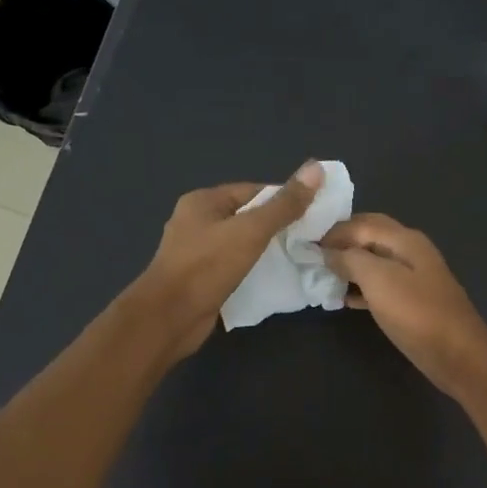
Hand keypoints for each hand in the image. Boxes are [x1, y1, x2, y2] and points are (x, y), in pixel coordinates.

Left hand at [129, 162, 322, 360]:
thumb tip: (316, 169)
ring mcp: (197, 252)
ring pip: (241, 244)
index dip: (284, 200)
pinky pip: (234, 267)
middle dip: (278, 226)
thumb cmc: (207, 267)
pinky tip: (275, 278)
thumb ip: (284, 205)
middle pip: (247, 217)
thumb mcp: (251, 231)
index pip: (254, 191)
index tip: (314, 214)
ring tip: (298, 257)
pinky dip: (253, 270)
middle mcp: (197, 222)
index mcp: (203, 202)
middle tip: (311, 238)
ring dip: (267, 251)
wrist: (169, 318)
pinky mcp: (201, 279)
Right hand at [322, 213, 486, 398]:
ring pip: (373, 262)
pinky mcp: (411, 302)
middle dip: (341, 243)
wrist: (457, 354)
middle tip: (311, 254)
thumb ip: (351, 259)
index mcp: (405, 239)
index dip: (332, 231)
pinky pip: (380, 286)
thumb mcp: (378, 280)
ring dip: (348, 266)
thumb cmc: (416, 313)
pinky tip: (341, 299)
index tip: (303, 242)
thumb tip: (328, 251)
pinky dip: (360, 288)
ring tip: (319, 275)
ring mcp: (413, 277)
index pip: (361, 223)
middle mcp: (410, 251)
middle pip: (369, 238)